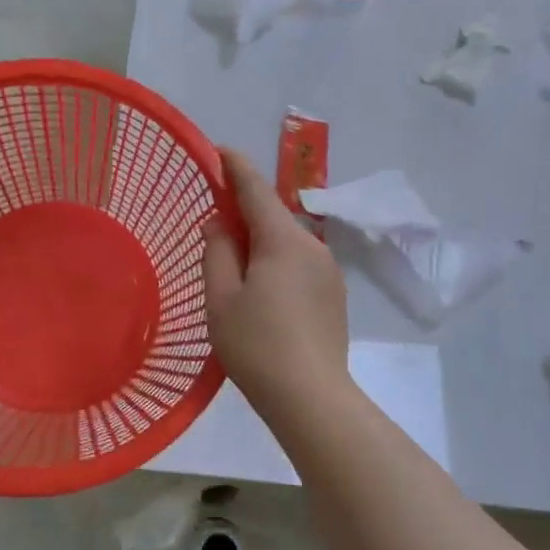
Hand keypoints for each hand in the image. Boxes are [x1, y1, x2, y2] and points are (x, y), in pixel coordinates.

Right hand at [202, 147, 350, 414]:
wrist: (312, 398)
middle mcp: (313, 246)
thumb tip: (220, 223)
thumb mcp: (222, 298)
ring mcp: (329, 271)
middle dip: (245, 211)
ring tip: (235, 266)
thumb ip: (218, 251)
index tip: (218, 150)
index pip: (256, 189)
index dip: (236, 166)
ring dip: (261, 241)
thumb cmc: (257, 346)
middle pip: (274, 216)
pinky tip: (262, 291)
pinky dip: (277, 262)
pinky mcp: (335, 295)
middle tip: (215, 222)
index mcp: (284, 240)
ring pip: (287, 242)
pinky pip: (300, 264)